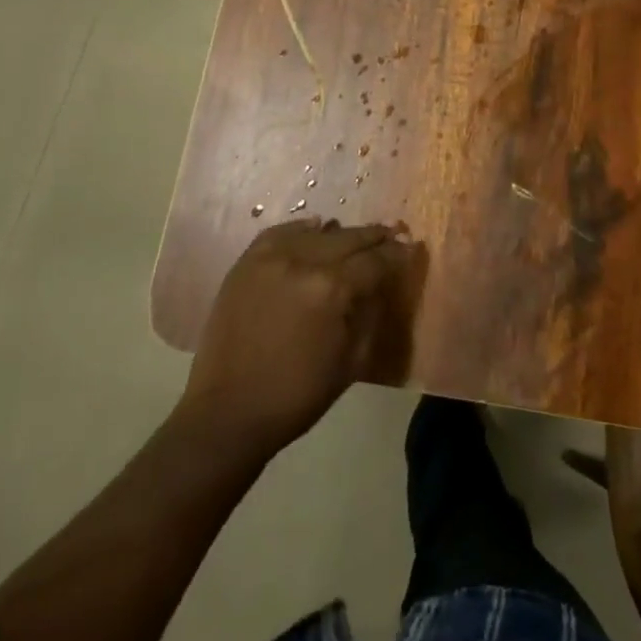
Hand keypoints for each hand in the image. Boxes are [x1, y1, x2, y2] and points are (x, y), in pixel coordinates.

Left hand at [178, 219, 419, 461]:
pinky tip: (314, 229)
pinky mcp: (247, 261)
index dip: (396, 254)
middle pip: (349, 238)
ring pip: (317, 232)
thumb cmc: (297, 395)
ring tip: (354, 239)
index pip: (375, 261)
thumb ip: (371, 314)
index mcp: (332, 289)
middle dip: (374, 237)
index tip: (411, 247)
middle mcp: (303, 261)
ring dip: (340, 234)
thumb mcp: (351, 362)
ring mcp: (271, 258)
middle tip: (391, 235)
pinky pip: (281, 232)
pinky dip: (302, 229)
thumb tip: (383, 283)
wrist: (229, 412)